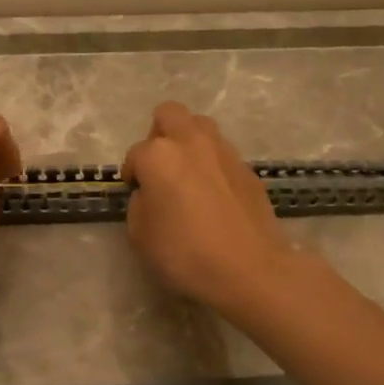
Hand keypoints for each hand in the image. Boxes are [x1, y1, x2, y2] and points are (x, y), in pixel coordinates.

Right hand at [122, 102, 292, 314]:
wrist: (250, 270)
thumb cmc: (185, 253)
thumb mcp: (140, 235)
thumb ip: (140, 204)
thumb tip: (152, 194)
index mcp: (159, 155)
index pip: (135, 154)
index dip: (133, 175)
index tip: (136, 195)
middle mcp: (191, 142)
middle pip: (170, 114)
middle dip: (160, 134)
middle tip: (160, 167)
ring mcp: (225, 153)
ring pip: (201, 128)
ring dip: (189, 144)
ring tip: (188, 177)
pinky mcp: (248, 170)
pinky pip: (223, 155)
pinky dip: (213, 166)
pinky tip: (214, 197)